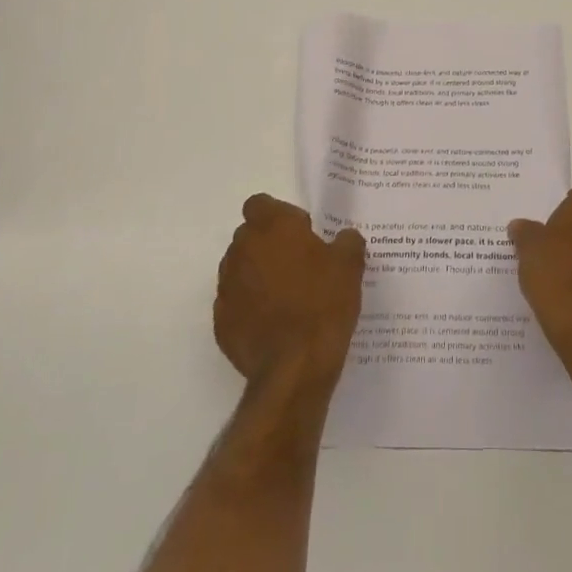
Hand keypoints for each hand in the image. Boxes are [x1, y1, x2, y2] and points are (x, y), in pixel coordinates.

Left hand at [216, 195, 365, 392]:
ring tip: (287, 298)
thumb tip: (343, 238)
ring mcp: (227, 287)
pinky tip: (274, 324)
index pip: (260, 204)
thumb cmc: (324, 304)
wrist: (295, 367)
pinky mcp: (221, 321)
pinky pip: (236, 303)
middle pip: (250, 236)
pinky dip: (250, 307)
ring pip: (240, 269)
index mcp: (271, 228)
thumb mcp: (350, 265)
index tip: (302, 234)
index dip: (280, 216)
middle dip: (270, 245)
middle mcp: (242, 250)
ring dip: (258, 275)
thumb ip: (347, 241)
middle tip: (300, 266)